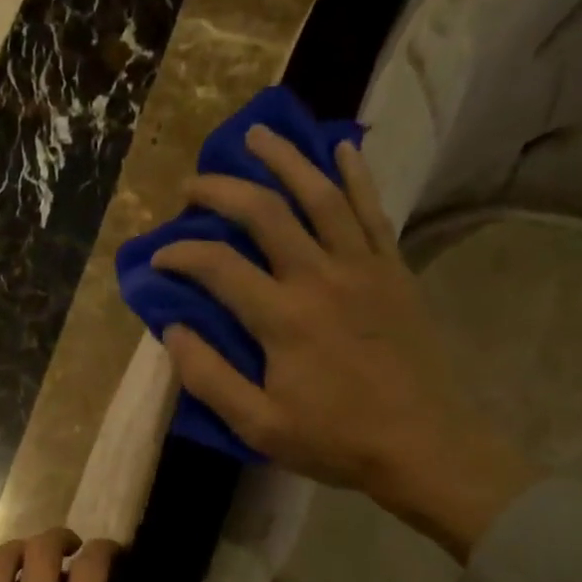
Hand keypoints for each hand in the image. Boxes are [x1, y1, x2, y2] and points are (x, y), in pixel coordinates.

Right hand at [151, 125, 539, 560]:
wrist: (423, 445)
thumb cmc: (335, 440)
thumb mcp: (258, 425)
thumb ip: (209, 377)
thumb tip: (173, 332)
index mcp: (282, 318)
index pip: (217, 266)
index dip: (180, 254)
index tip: (158, 258)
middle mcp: (320, 278)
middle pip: (266, 212)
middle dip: (222, 190)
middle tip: (194, 184)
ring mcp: (363, 268)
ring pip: (321, 195)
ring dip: (285, 160)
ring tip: (257, 136)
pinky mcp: (393, 271)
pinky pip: (372, 211)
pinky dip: (355, 176)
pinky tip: (341, 149)